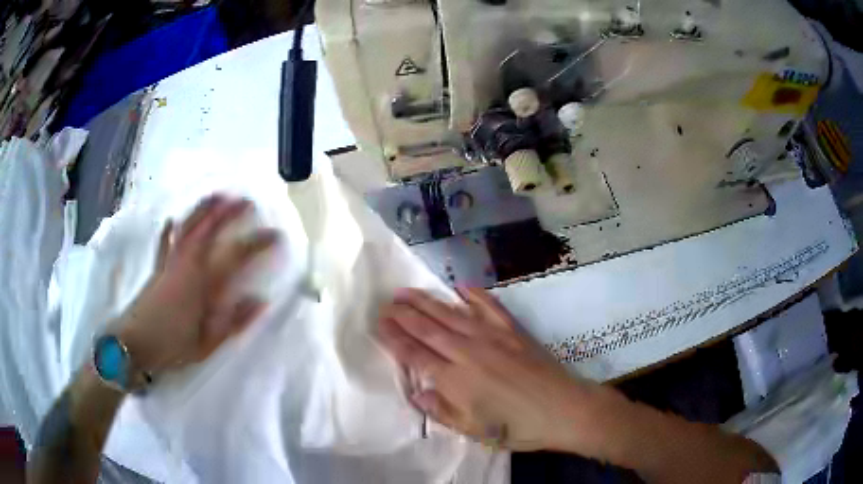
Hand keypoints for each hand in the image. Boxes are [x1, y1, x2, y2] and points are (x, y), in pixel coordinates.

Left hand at [116, 195, 279, 374]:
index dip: (257, 243)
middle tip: (246, 200)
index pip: (235, 256)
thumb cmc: (173, 346)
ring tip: (216, 196)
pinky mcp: (157, 268)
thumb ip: (234, 321)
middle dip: (228, 213)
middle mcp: (187, 265)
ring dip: (202, 210)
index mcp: (203, 284)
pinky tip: (170, 220)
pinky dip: (168, 230)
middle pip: (209, 230)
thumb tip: (261, 301)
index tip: (275, 234)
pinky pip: (163, 243)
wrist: (135, 344)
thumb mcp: (208, 342)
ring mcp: (170, 263)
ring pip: (187, 228)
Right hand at [378, 287, 604, 452]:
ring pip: (450, 314)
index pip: (415, 354)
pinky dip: (473, 294)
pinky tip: (460, 286)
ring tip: (406, 291)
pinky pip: (488, 306)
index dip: (394, 338)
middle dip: (403, 315)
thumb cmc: (518, 427)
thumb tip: (416, 394)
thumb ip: (442, 411)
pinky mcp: (512, 330)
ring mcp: (492, 337)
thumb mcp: (475, 431)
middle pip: (428, 328)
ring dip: (426, 301)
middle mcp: (468, 352)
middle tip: (385, 303)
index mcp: (456, 380)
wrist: (564, 409)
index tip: (379, 324)